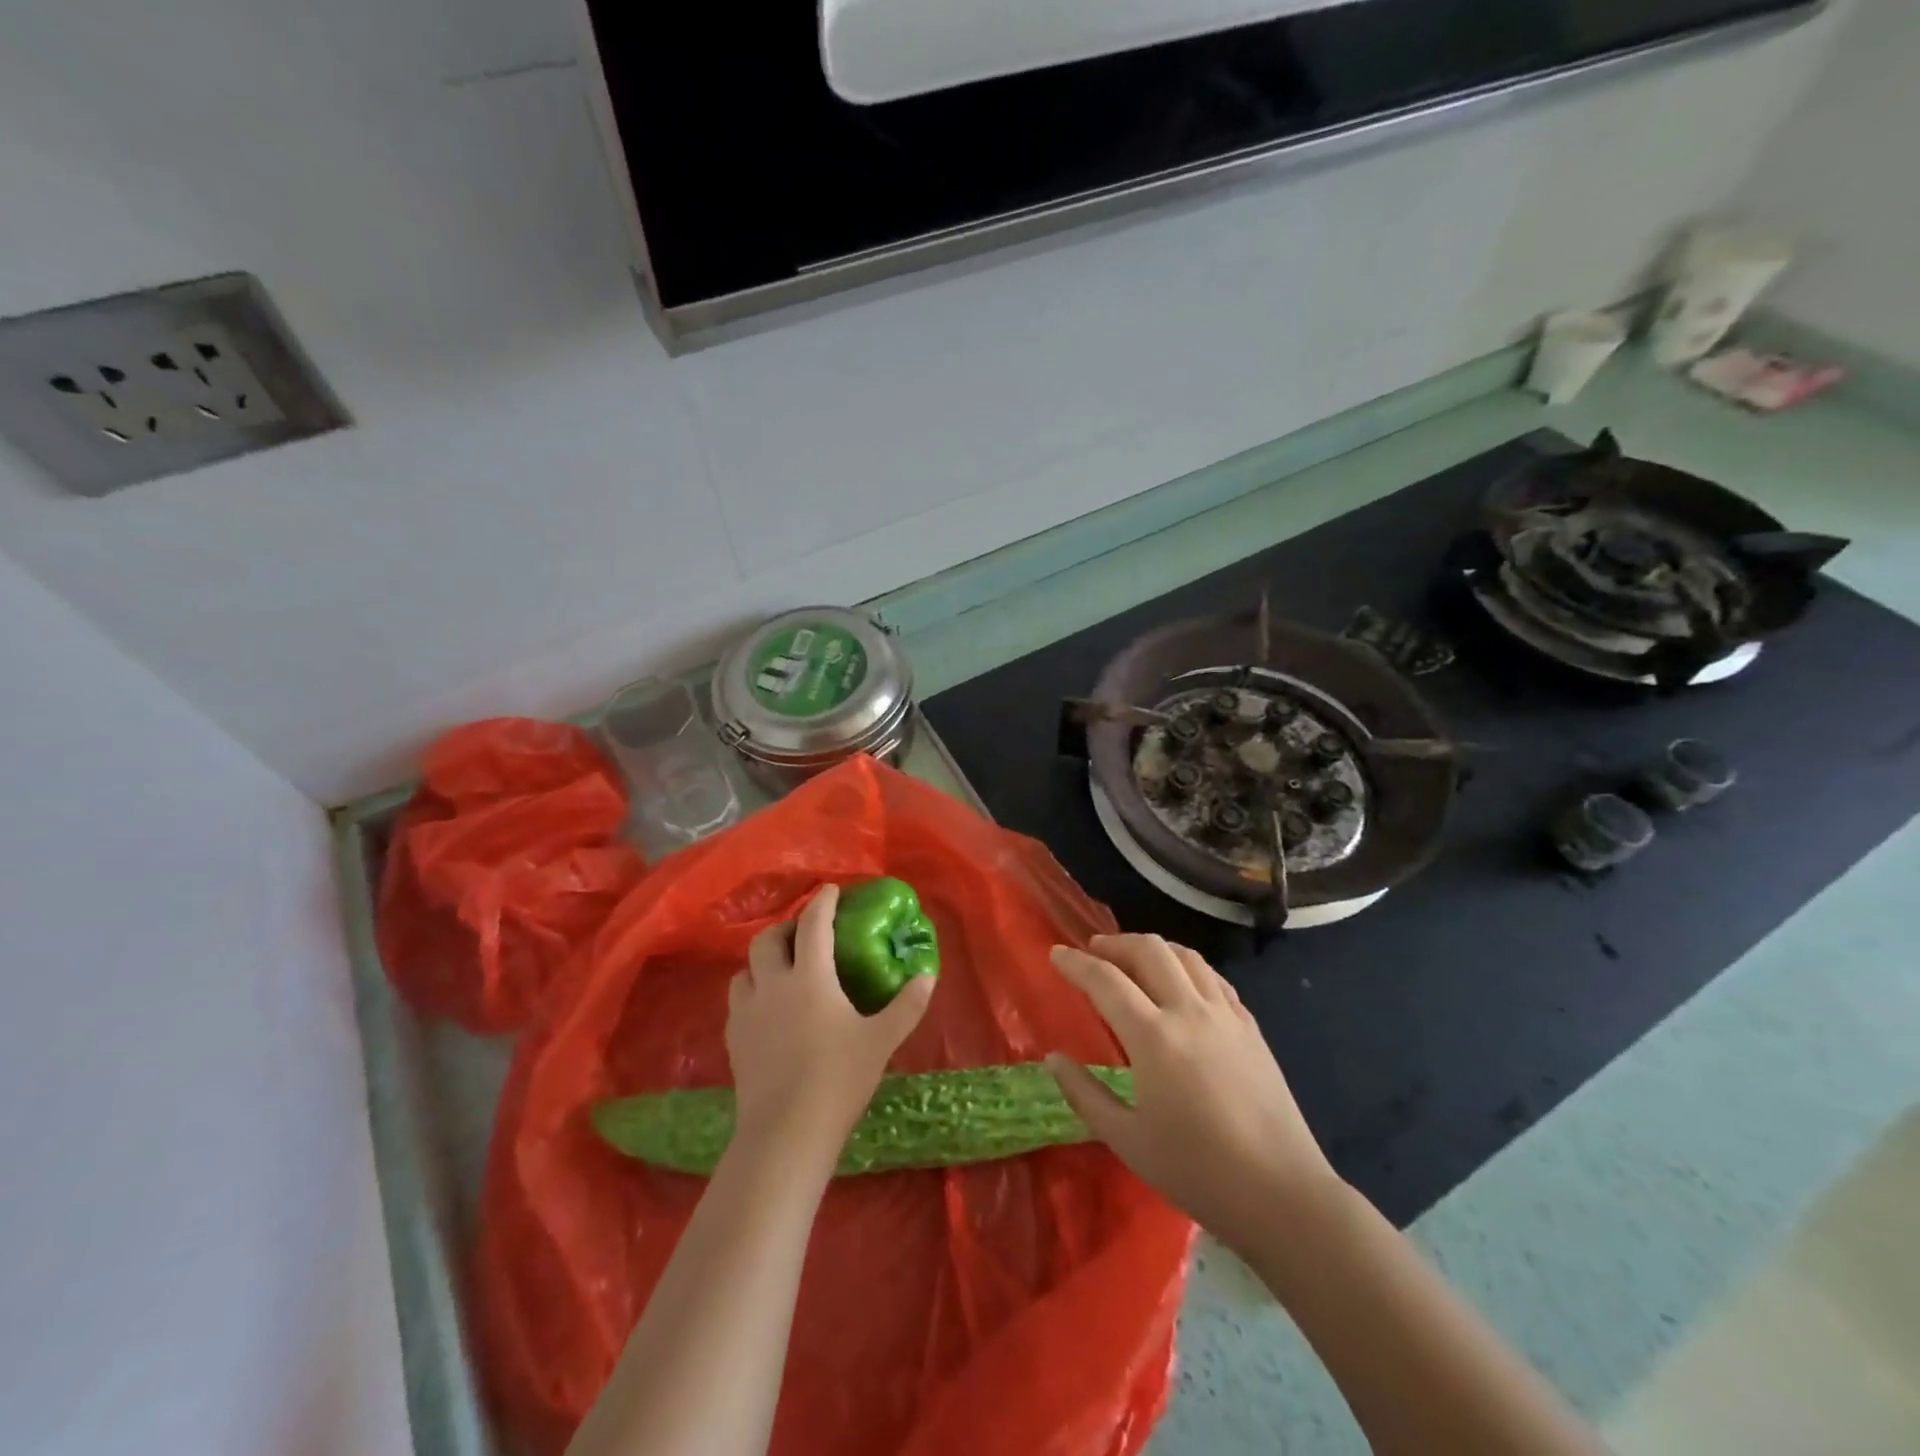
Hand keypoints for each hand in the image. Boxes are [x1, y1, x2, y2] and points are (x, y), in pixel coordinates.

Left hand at [726, 884, 933, 1164]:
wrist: (785, 1132)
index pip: (813, 925)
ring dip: (763, 961)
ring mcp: (747, 1013)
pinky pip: (738, 1002)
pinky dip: (752, 993)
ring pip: (745, 970)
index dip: (823, 902)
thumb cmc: (838, 1079)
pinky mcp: (734, 1040)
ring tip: (781, 970)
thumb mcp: (881, 1040)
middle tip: (804, 932)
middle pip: (768, 940)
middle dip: (786, 927)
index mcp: (810, 977)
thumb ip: (907, 1005)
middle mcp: (773, 985)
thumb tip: (928, 975)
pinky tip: (766, 1010)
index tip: (831, 890)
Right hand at [1046, 934, 1340, 1253]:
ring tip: (1135, 961)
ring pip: (1186, 956)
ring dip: (1154, 948)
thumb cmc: (1197, 1172)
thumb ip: (1085, 1094)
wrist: (1282, 1195)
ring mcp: (1226, 1015)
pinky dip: (1188, 969)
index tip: (1056, 954)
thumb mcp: (1127, 1140)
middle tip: (1094, 952)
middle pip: (1149, 950)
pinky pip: (1214, 979)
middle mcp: (1189, 1011)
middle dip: (1115, 943)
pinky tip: (1182, 986)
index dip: (1076, 963)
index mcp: (1153, 1037)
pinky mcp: (1251, 1028)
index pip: (1105, 980)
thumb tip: (1053, 1059)